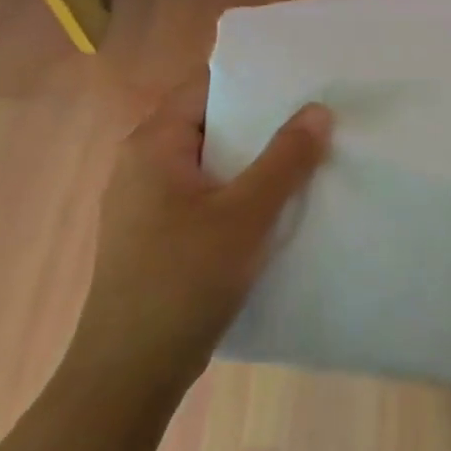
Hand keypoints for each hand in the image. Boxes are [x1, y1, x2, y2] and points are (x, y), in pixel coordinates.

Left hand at [67, 75, 332, 396]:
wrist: (132, 368)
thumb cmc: (185, 279)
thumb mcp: (246, 214)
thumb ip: (286, 159)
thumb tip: (319, 109)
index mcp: (153, 144)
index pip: (206, 88)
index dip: (255, 82)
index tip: (303, 82)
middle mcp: (142, 164)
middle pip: (211, 124)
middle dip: (263, 123)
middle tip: (317, 119)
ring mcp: (146, 202)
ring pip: (211, 163)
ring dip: (254, 161)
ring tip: (308, 158)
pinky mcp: (157, 235)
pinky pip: (205, 195)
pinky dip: (239, 192)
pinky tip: (276, 206)